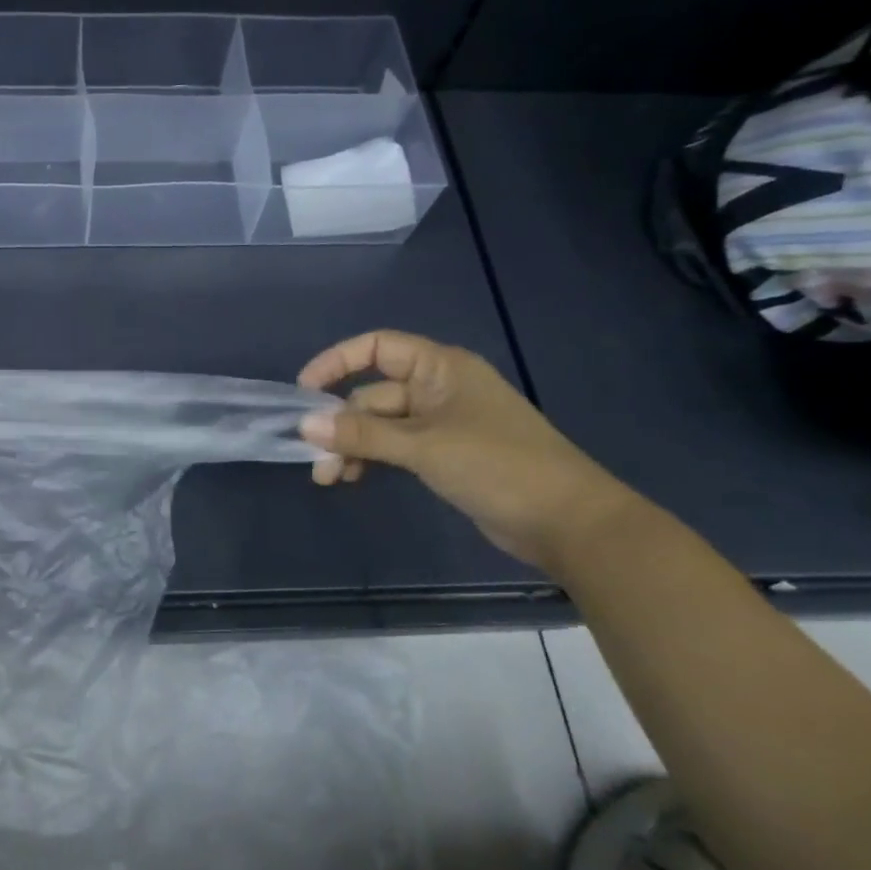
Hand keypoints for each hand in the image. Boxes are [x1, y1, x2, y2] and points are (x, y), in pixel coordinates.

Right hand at [297, 330, 635, 568]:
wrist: (566, 521)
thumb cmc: (498, 466)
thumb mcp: (424, 447)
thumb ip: (363, 435)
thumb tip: (305, 425)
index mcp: (440, 368)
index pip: (377, 348)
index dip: (336, 362)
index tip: (304, 392)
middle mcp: (438, 388)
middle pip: (373, 392)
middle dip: (340, 422)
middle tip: (313, 456)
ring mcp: (441, 424)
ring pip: (381, 425)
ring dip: (352, 445)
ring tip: (329, 477)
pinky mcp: (444, 455)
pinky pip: (395, 447)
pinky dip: (372, 458)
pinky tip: (353, 478)